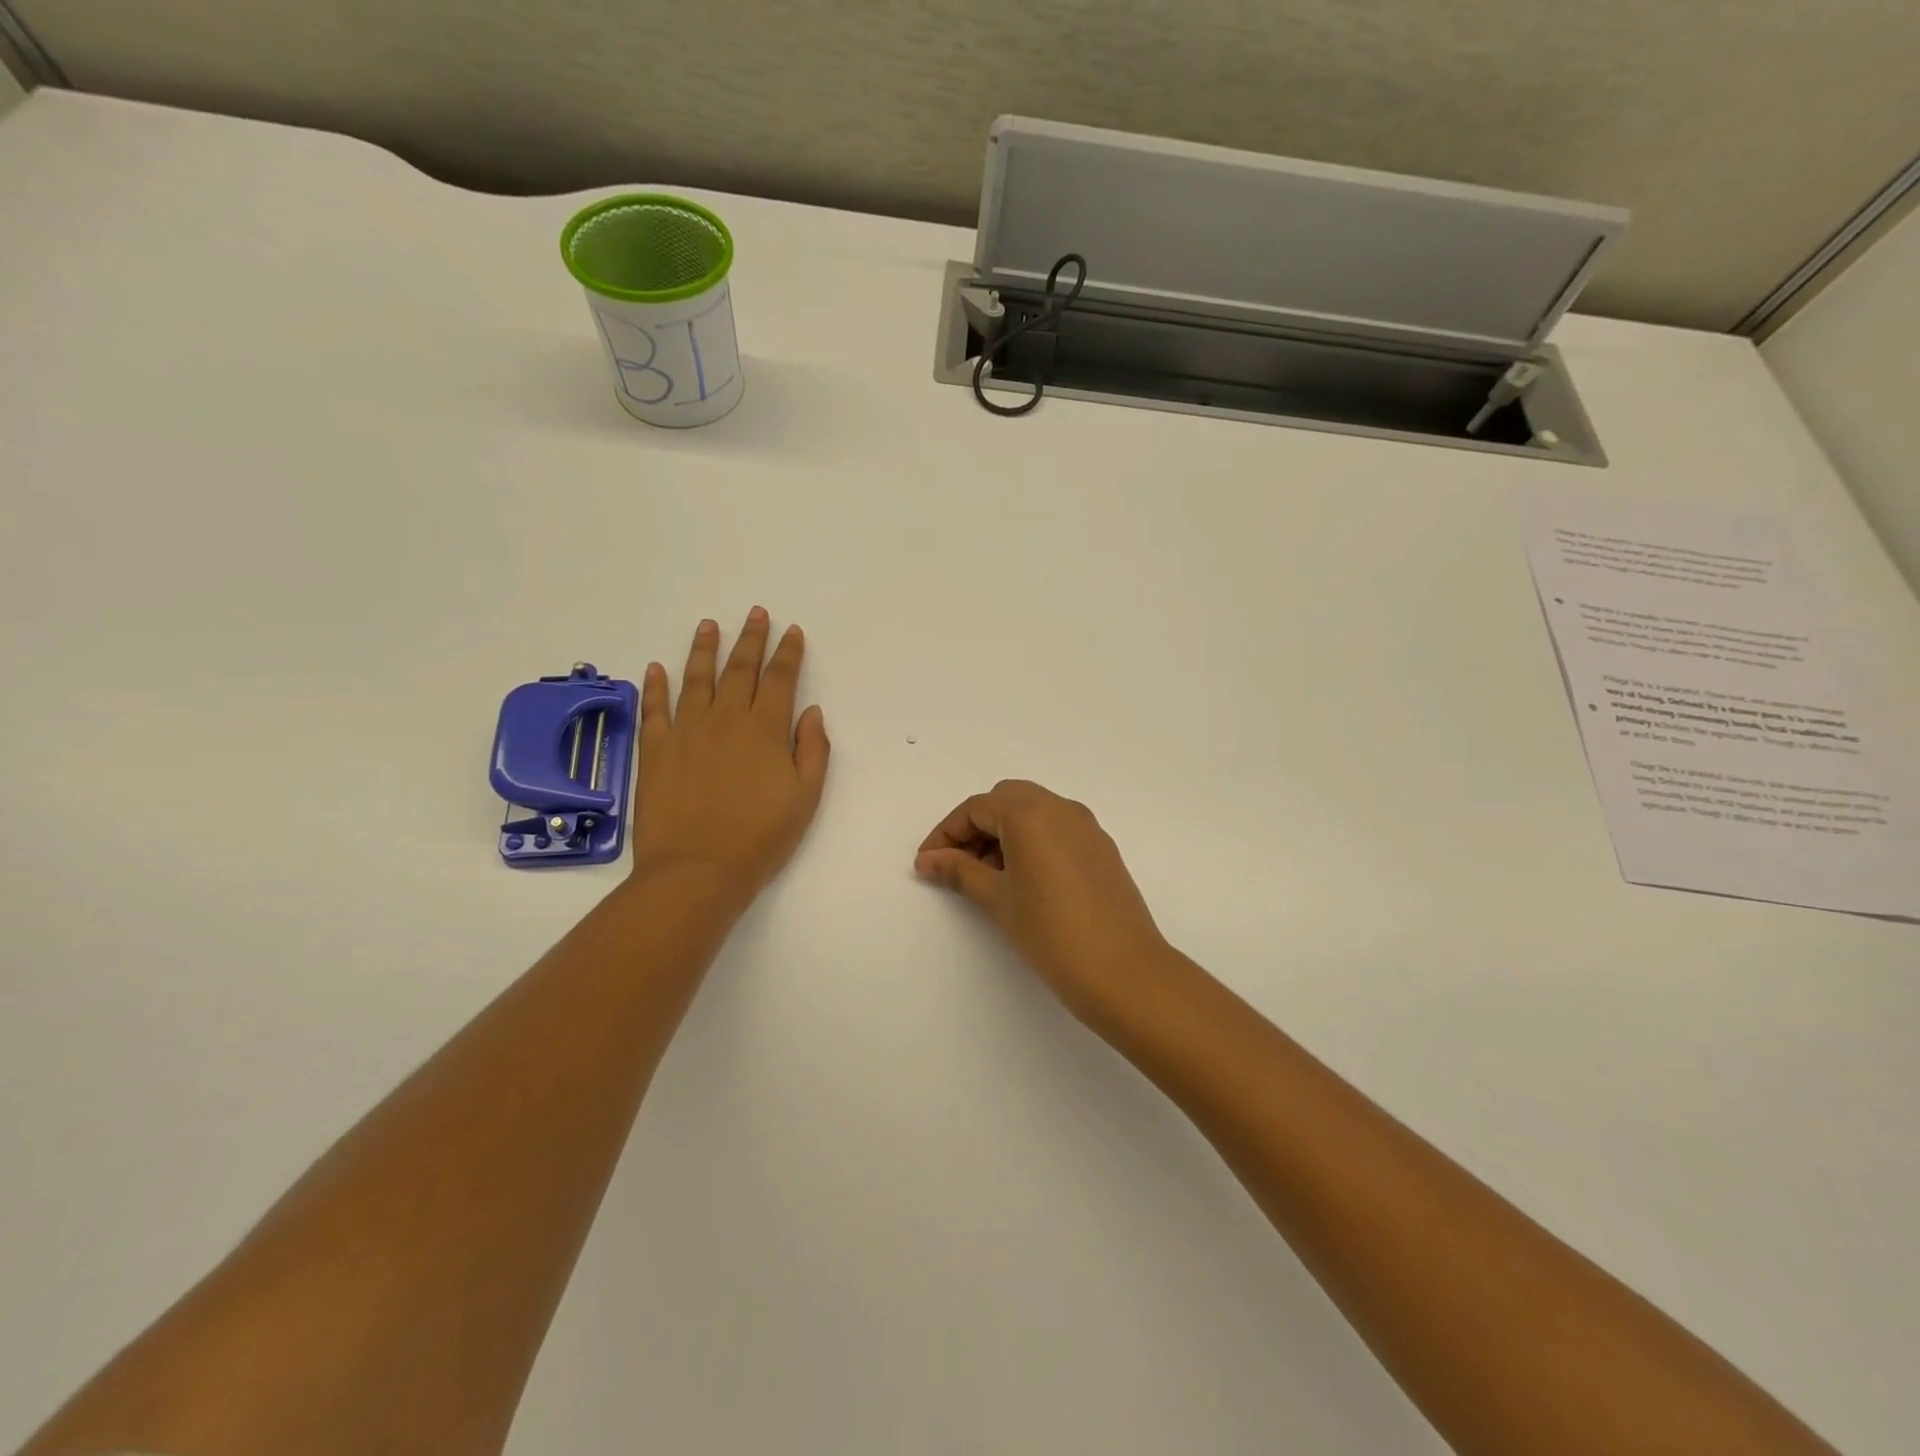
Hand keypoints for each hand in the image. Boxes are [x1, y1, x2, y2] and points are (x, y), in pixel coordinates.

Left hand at [629, 609, 829, 911]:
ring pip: (696, 679)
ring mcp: (686, 731)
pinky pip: (654, 709)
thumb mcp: (805, 798)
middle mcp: (725, 720)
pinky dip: (655, 686)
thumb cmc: (760, 838)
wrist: (697, 870)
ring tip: (709, 625)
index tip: (792, 631)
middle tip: (756, 613)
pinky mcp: (655, 750)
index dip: (788, 653)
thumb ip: (812, 750)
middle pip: (740, 669)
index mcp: (764, 730)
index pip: (779, 679)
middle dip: (751, 639)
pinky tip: (657, 668)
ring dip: (705, 649)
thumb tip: (810, 712)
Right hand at [915, 780, 1171, 1021]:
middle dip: (976, 827)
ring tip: (987, 878)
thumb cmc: (1051, 933)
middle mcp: (1061, 808)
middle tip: (957, 866)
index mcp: (1030, 813)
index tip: (927, 864)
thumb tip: (928, 860)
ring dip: (1004, 833)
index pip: (976, 809)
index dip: (946, 834)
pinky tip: (1023, 880)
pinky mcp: (1102, 848)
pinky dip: (1032, 841)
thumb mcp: (997, 899)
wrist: (1124, 972)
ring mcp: (1086, 827)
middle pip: (1006, 801)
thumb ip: (959, 871)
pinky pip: (1057, 829)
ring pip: (1034, 812)